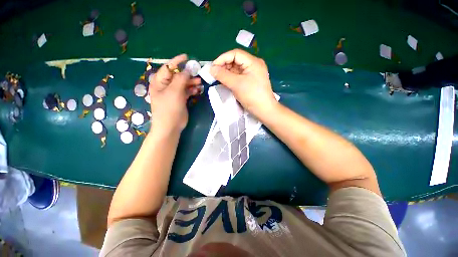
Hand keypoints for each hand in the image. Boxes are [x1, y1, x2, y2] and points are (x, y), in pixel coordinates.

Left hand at [149, 54, 200, 133]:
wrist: (171, 126)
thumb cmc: (169, 108)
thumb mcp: (174, 92)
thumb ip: (181, 79)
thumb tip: (187, 69)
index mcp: (159, 82)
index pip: (168, 68)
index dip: (177, 62)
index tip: (187, 57)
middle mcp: (166, 86)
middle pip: (177, 76)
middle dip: (187, 74)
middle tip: (198, 73)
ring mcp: (174, 93)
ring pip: (184, 84)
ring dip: (192, 82)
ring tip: (200, 83)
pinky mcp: (180, 99)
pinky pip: (187, 91)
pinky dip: (192, 90)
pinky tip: (198, 90)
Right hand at [210, 49, 276, 117]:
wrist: (264, 110)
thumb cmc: (251, 96)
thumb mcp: (236, 84)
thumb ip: (222, 75)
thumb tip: (211, 69)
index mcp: (253, 62)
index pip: (235, 54)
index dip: (222, 58)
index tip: (213, 67)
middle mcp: (253, 65)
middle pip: (236, 61)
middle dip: (224, 66)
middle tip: (214, 74)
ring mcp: (253, 74)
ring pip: (236, 69)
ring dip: (227, 72)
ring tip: (218, 78)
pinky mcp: (251, 81)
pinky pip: (239, 76)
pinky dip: (231, 78)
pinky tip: (225, 81)